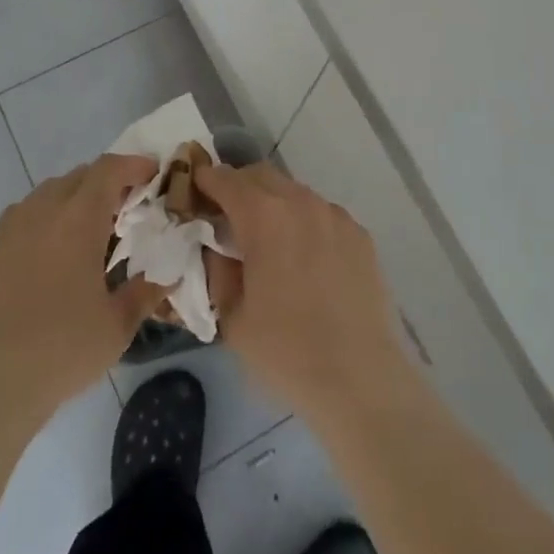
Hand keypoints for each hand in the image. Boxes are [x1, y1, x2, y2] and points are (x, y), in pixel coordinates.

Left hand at [0, 154, 164, 427]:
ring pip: (47, 192)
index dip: (133, 165)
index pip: (108, 170)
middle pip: (79, 176)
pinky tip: (48, 251)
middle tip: (125, 208)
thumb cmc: (61, 352)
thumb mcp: (117, 327)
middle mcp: (42, 212)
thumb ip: (146, 291)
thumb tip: (168, 274)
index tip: (152, 174)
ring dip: (73, 198)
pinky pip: (21, 215)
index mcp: (78, 221)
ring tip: (87, 230)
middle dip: (106, 182)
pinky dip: (43, 217)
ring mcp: (8, 229)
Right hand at [196, 162, 421, 425]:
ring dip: (273, 202)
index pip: (225, 180)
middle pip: (261, 176)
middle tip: (225, 214)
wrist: (359, 377)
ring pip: (294, 192)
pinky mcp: (360, 234)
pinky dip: (304, 221)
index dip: (205, 181)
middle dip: (238, 186)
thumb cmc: (285, 350)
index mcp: (264, 216)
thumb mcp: (231, 316)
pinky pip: (322, 214)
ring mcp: (335, 215)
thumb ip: (217, 269)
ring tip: (266, 238)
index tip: (193, 190)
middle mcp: (301, 202)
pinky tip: (304, 257)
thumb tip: (215, 247)